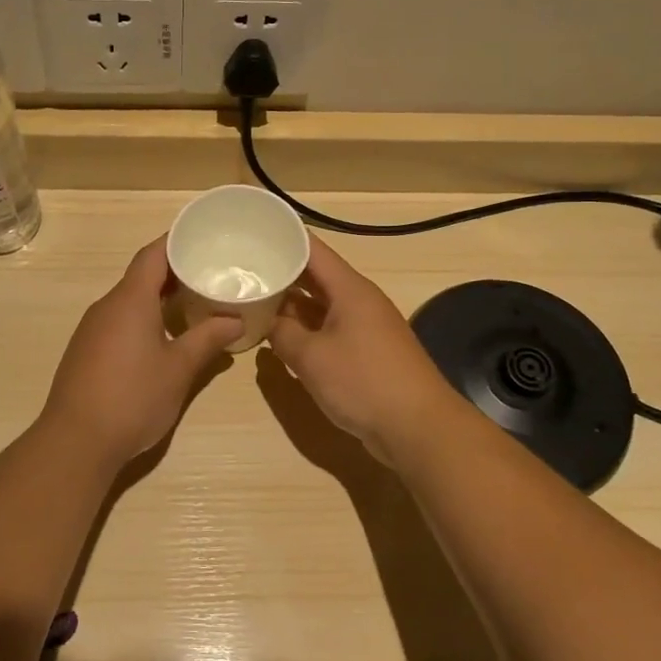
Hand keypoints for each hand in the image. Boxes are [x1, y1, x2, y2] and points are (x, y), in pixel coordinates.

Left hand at [39, 236, 239, 466]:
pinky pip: (118, 320)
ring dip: (158, 297)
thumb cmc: (132, 398)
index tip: (202, 238)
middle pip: (141, 276)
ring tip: (193, 303)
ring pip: (129, 300)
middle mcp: (107, 306)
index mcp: (130, 300)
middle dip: (174, 271)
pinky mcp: (86, 350)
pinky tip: (162, 337)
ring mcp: (92, 329)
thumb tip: (236, 320)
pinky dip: (143, 318)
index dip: (176, 241)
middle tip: (209, 273)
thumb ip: (207, 339)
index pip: (152, 255)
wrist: (75, 441)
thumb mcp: (179, 369)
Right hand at [268, 234, 461, 461]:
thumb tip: (267, 323)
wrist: (418, 428)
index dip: (283, 237)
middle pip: (315, 276)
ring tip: (252, 300)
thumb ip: (282, 334)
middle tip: (242, 269)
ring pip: (319, 306)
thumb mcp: (311, 357)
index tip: (252, 232)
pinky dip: (304, 330)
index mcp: (350, 289)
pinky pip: (327, 330)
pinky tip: (278, 338)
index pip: (312, 249)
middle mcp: (358, 301)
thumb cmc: (364, 382)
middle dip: (280, 273)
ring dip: (290, 305)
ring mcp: (363, 327)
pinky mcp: (365, 353)